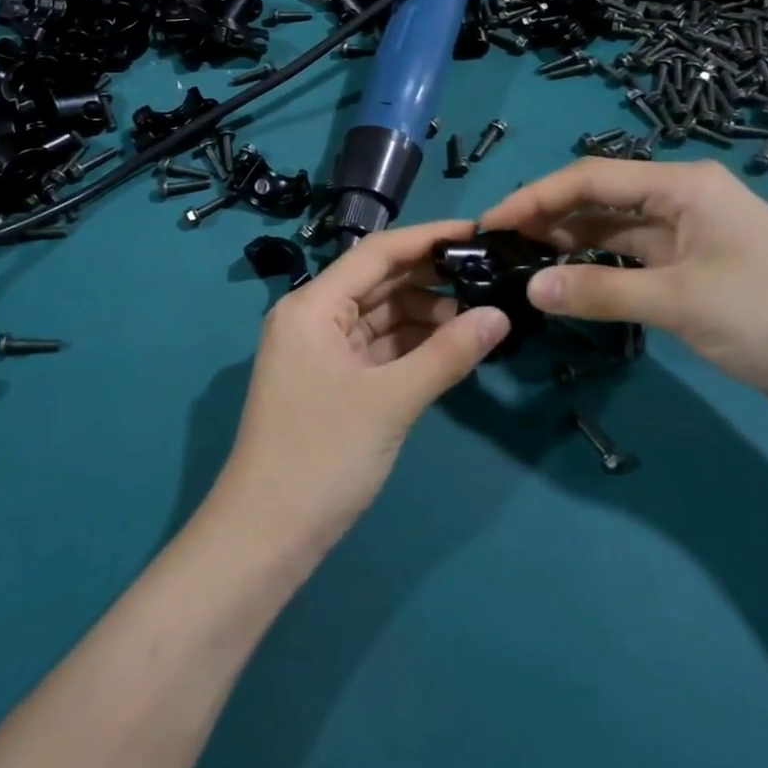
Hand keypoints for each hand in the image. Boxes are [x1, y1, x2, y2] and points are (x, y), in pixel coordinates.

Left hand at [214, 220, 510, 554]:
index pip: (377, 253)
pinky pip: (377, 348)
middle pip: (379, 282)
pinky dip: (411, 345)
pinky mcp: (332, 380)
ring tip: (479, 314)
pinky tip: (451, 345)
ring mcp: (321, 350)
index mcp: (313, 305)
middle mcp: (313, 316)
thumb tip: (500, 315)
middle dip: (431, 278)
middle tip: (489, 275)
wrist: (266, 536)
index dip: (428, 238)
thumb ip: (447, 354)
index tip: (477, 232)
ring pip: (381, 316)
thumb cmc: (322, 455)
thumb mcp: (391, 401)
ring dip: (425, 314)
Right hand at [481, 159, 767, 413]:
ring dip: (572, 243)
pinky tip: (569, 282)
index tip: (493, 222)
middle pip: (601, 199)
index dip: (537, 197)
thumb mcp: (680, 302)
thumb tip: (530, 290)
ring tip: (523, 261)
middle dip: (550, 217)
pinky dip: (600, 268)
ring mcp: (691, 235)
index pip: (592, 177)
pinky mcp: (696, 269)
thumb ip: (600, 292)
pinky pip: (634, 259)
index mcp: (683, 185)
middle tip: (502, 244)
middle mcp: (683, 199)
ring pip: (615, 230)